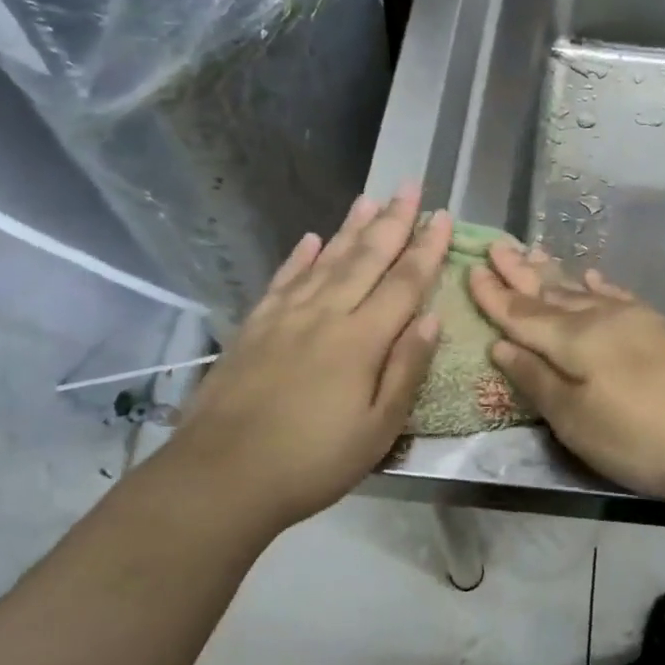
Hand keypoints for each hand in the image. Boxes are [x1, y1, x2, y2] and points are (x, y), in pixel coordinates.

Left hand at [171, 186, 452, 529]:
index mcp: (361, 340)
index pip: (404, 282)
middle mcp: (325, 315)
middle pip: (366, 258)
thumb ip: (406, 369)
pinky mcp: (254, 327)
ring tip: (370, 199)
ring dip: (351, 228)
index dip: (427, 248)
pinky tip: (312, 239)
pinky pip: (284, 280)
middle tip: (410, 186)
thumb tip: (431, 319)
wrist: (220, 477)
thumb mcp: (378, 429)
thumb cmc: (312, 461)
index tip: (443, 216)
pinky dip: (301, 257)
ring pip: (326, 260)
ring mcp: (285, 317)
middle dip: (393, 221)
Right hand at [468, 242, 664, 506]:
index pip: (522, 313)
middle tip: (497, 246)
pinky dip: (601, 287)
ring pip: (583, 291)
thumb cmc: (637, 436)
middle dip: (521, 272)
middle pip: (551, 292)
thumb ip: (536, 379)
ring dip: (556, 274)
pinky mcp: (660, 332)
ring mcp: (635, 321)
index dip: (494, 295)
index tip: (471, 270)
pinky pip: (619, 298)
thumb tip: (502, 344)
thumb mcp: (574, 419)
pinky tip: (594, 279)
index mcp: (572, 338)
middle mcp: (601, 318)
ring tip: (535, 253)